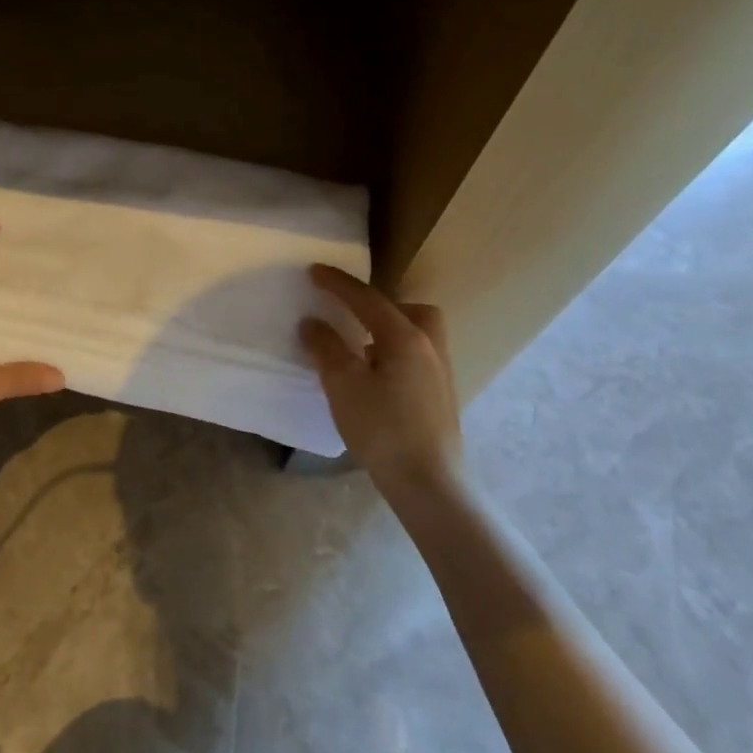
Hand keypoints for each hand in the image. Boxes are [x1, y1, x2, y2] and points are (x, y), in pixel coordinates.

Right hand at [299, 265, 462, 494]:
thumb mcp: (343, 385)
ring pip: (418, 334)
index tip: (314, 271)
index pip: (367, 299)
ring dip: (389, 331)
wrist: (428, 481)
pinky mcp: (440, 395)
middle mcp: (429, 346)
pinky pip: (417, 356)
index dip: (338, 284)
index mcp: (405, 337)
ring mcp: (440, 372)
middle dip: (380, 306)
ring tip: (361, 349)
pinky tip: (377, 378)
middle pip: (410, 310)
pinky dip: (396, 353)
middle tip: (353, 317)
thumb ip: (326, 348)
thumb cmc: (382, 428)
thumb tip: (312, 323)